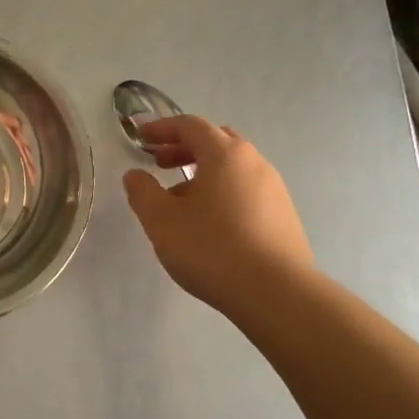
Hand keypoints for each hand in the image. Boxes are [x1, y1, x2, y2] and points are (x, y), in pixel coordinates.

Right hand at [122, 115, 314, 315]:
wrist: (276, 293)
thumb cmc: (211, 249)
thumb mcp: (161, 221)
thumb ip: (142, 192)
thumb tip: (135, 175)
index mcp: (224, 154)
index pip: (190, 126)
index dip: (161, 128)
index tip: (140, 137)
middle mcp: (254, 162)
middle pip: (216, 141)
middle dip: (184, 147)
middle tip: (160, 164)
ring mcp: (274, 188)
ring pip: (233, 167)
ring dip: (204, 172)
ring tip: (180, 200)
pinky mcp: (283, 214)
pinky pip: (246, 189)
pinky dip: (222, 191)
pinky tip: (209, 222)